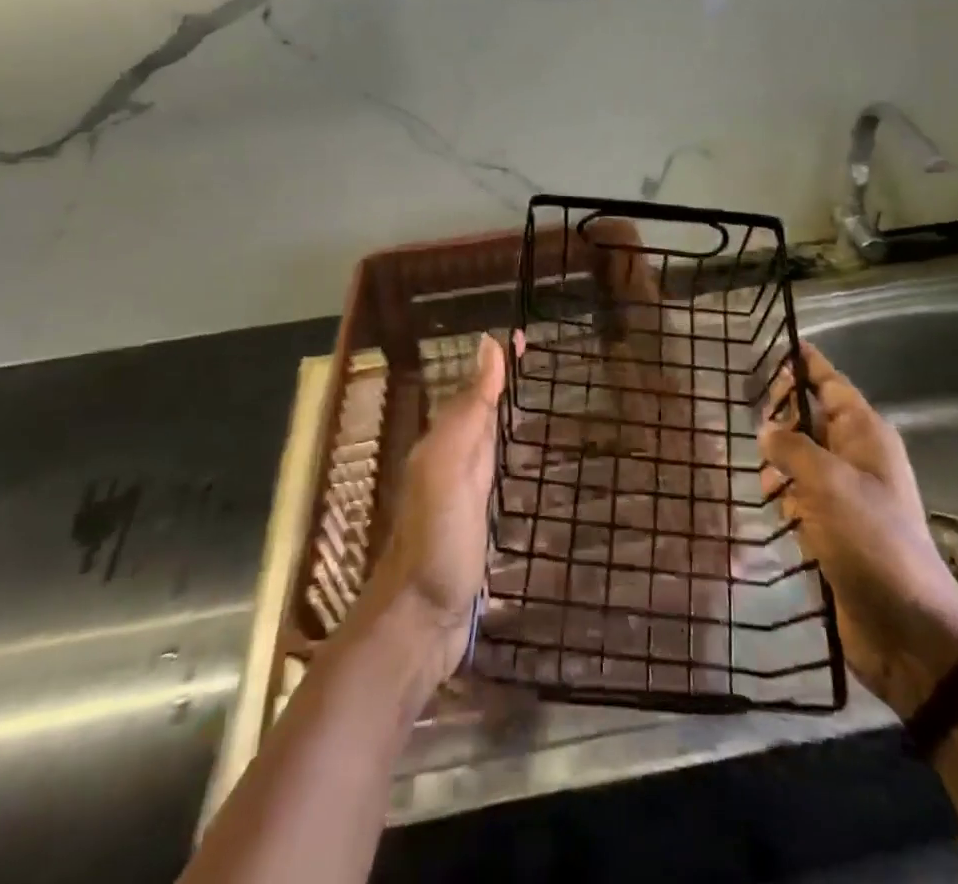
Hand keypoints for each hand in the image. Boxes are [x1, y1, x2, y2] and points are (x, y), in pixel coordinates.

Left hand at [358, 333, 511, 683]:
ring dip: (504, 412)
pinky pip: (493, 471)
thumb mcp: (450, 466)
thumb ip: (467, 410)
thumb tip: (487, 345)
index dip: (497, 363)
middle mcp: (451, 460)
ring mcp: (462, 494)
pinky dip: (507, 451)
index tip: (525, 334)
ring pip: (485, 438)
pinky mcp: (475, 523)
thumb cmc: (436, 539)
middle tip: (537, 357)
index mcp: (444, 442)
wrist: (419, 622)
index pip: (475, 388)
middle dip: (503, 381)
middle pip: (479, 409)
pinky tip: (521, 457)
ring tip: (535, 394)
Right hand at [760, 343, 957, 717]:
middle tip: (752, 419)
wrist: (908, 630)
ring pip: (798, 458)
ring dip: (778, 464)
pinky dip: (784, 498)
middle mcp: (855, 457)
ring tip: (765, 480)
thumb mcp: (828, 484)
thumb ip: (791, 447)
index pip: (829, 383)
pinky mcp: (833, 528)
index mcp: (865, 434)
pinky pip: (799, 496)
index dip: (804, 364)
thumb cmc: (873, 541)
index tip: (776, 344)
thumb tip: (765, 428)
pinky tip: (773, 508)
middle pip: (809, 418)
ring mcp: (844, 494)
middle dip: (781, 418)